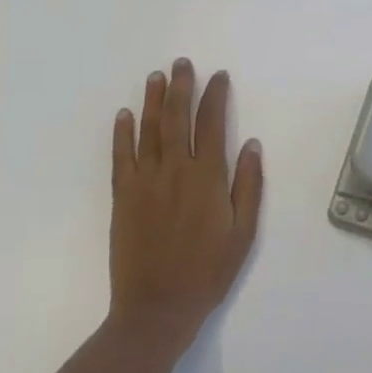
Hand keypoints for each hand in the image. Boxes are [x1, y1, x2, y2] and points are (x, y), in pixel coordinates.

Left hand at [109, 59, 263, 352]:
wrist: (157, 309)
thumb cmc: (208, 272)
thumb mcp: (243, 233)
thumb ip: (248, 185)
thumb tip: (250, 143)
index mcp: (208, 177)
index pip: (212, 123)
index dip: (215, 96)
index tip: (218, 76)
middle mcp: (175, 170)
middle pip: (178, 118)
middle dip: (182, 87)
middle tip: (182, 63)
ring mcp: (145, 181)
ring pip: (150, 130)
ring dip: (153, 100)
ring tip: (156, 76)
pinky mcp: (122, 196)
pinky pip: (121, 157)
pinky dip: (123, 133)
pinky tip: (125, 114)